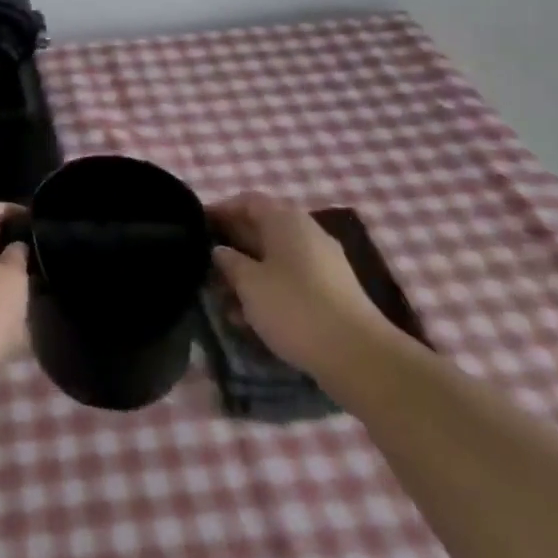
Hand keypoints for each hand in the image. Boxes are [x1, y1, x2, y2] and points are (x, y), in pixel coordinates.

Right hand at [209, 192, 388, 374]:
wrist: (360, 357)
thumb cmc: (295, 308)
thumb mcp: (249, 283)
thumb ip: (229, 262)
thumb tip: (220, 251)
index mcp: (285, 219)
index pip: (247, 201)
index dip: (221, 210)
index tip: (197, 226)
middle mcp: (306, 232)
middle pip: (262, 228)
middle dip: (233, 245)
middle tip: (206, 264)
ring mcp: (323, 262)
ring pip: (275, 258)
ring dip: (249, 273)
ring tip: (224, 299)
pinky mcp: (333, 292)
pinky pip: (292, 280)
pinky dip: (270, 290)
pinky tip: (251, 318)